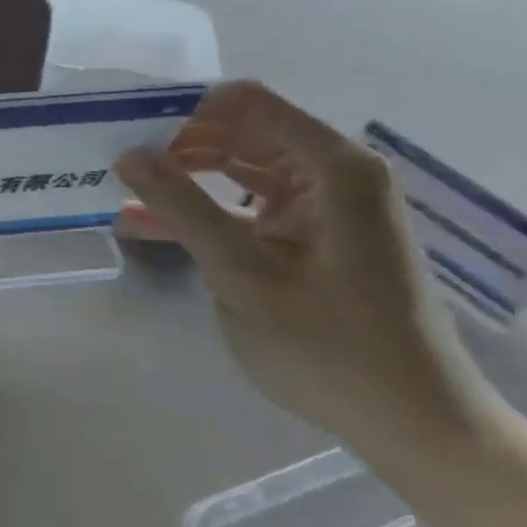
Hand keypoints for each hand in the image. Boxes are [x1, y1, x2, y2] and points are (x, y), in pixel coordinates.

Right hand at [113, 81, 493, 459]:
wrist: (412, 423)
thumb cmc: (332, 344)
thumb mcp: (241, 272)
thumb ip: (181, 206)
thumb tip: (126, 153)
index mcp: (332, 166)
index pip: (246, 103)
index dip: (185, 111)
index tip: (130, 134)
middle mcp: (331, 173)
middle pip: (239, 132)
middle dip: (175, 144)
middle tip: (114, 163)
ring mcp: (320, 206)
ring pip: (235, 169)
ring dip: (180, 178)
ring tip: (119, 189)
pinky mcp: (308, 236)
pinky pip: (243, 206)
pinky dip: (200, 211)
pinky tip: (143, 223)